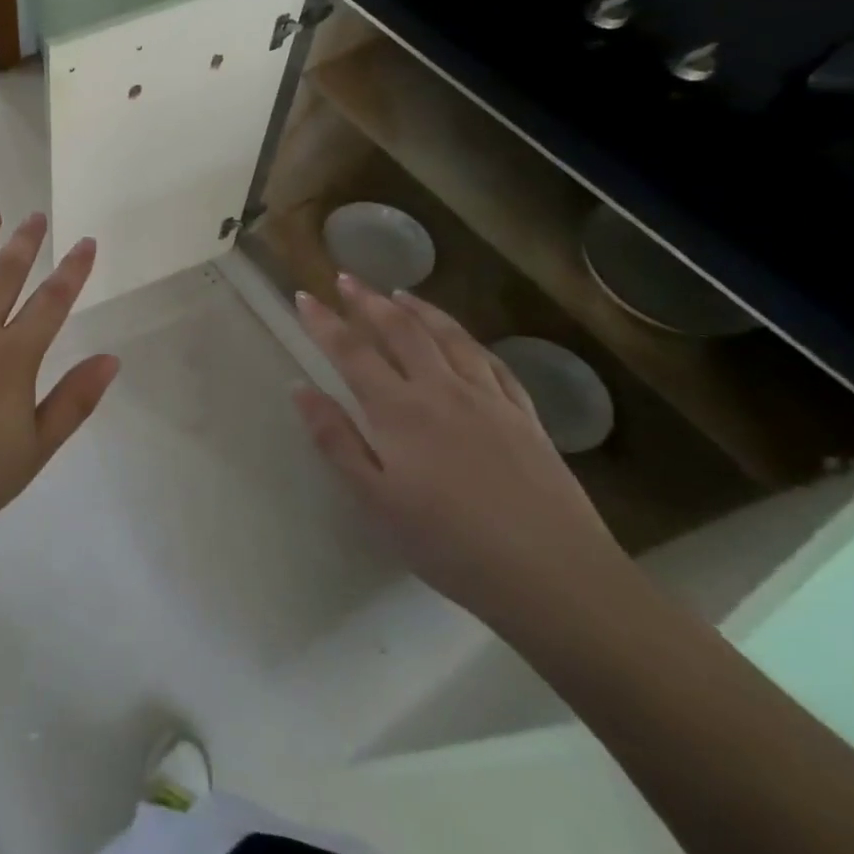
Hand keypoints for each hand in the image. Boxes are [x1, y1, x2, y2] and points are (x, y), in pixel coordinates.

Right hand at [291, 275, 623, 627]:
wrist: (553, 576)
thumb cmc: (449, 544)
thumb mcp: (375, 500)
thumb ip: (335, 439)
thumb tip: (299, 388)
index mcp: (399, 410)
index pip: (351, 351)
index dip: (324, 321)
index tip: (304, 296)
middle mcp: (441, 390)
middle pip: (401, 330)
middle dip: (369, 300)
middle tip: (347, 278)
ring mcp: (488, 399)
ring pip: (449, 337)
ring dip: (419, 308)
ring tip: (399, 292)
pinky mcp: (525, 416)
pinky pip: (492, 362)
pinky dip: (468, 340)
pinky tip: (462, 338)